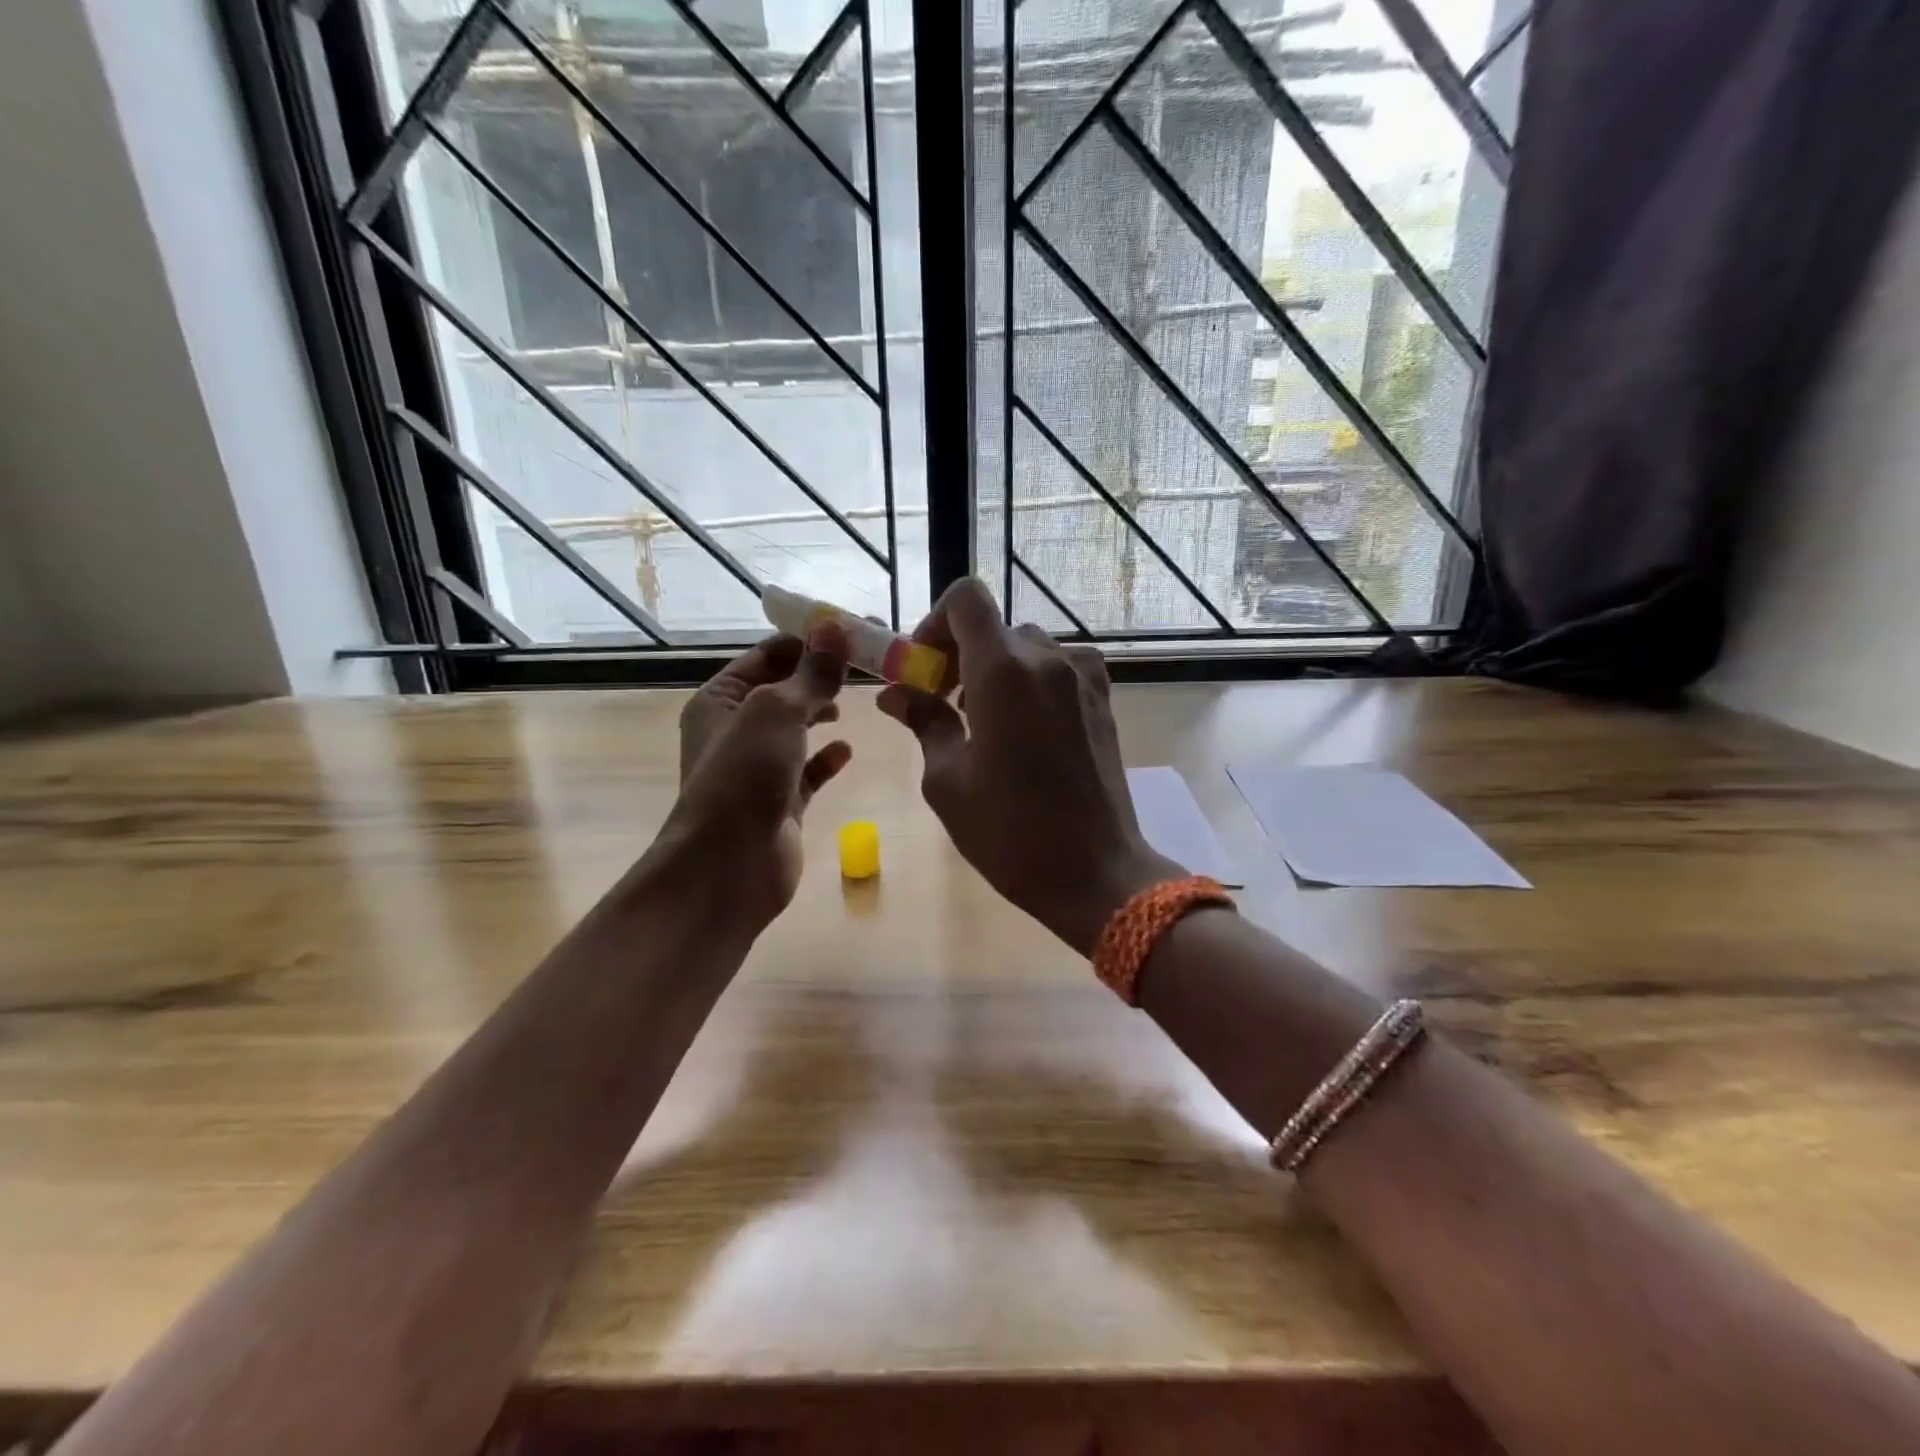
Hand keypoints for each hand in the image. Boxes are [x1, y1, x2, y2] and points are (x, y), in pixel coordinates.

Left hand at [661, 624, 852, 927]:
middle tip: (868, 662)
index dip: (809, 640)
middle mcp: (735, 730)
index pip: (768, 655)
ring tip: (856, 699)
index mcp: (720, 699)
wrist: (727, 866)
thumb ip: (811, 673)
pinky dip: (826, 758)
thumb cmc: (744, 776)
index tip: (854, 630)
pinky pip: (807, 770)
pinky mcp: (781, 802)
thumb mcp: (777, 711)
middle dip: (821, 675)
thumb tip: (835, 627)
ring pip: (796, 729)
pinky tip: (847, 750)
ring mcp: (757, 768)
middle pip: (784, 689)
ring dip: (822, 711)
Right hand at [877, 578, 1179, 953]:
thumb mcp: (947, 781)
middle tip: (942, 702)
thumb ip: (924, 722)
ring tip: (982, 720)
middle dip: (960, 653)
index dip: (935, 622)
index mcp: (1004, 672)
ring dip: (996, 668)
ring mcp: (1082, 677)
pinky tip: (1025, 726)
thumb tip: (897, 694)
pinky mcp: (1103, 699)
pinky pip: (1059, 667)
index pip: (966, 598)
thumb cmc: (1009, 831)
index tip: (924, 667)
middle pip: (994, 626)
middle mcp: (1047, 659)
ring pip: (1027, 646)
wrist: (1095, 871)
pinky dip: (1032, 679)